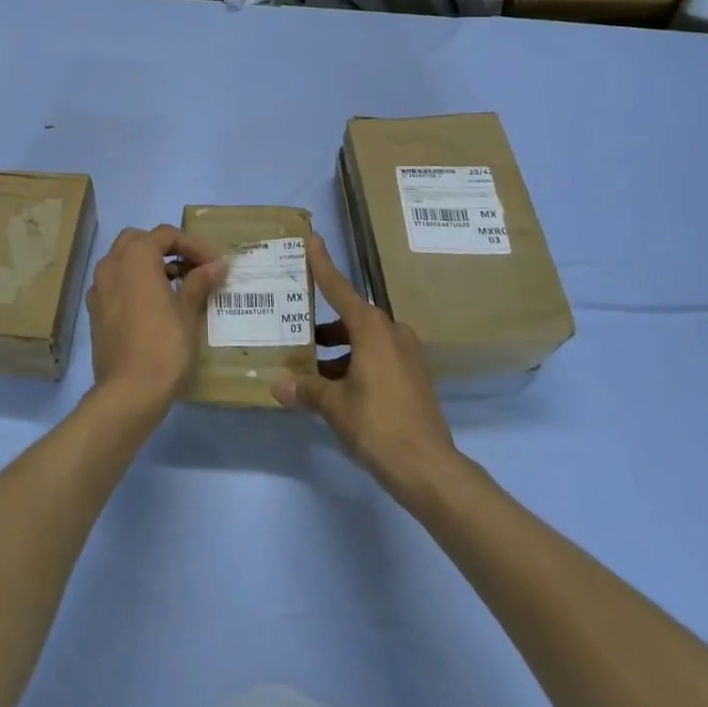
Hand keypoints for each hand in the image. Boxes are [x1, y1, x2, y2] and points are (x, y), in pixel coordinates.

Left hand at [87, 225, 227, 418]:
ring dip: (150, 265)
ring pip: (125, 261)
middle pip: (140, 241)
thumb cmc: (164, 346)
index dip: (194, 245)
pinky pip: (117, 284)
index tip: (215, 263)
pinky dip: (135, 283)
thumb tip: (216, 266)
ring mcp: (99, 288)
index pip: (167, 235)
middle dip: (167, 248)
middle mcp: (112, 265)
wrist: (128, 393)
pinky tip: (156, 304)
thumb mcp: (188, 312)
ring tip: (179, 284)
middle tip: (193, 266)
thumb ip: (200, 282)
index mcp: (136, 257)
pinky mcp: (95, 312)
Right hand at [272, 235, 459, 505]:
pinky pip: (377, 358)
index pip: (339, 288)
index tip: (312, 239)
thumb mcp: (334, 406)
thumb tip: (277, 386)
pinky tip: (335, 388)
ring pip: (363, 340)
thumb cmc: (378, 425)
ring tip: (309, 367)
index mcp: (371, 329)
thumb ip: (306, 390)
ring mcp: (406, 355)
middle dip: (323, 325)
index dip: (323, 264)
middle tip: (295, 327)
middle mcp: (391, 332)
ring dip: (338, 350)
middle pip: (350, 317)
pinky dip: (355, 364)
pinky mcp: (413, 376)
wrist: (430, 468)